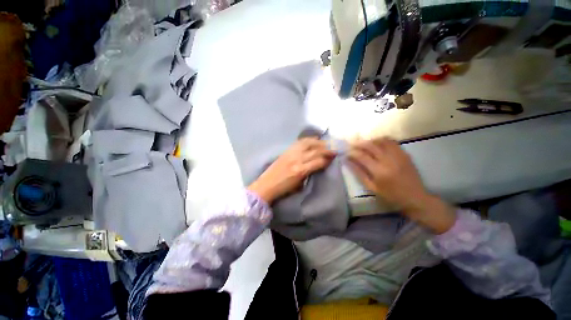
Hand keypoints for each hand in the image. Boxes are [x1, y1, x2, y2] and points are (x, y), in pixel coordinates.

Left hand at [248, 138, 335, 203]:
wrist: (267, 185)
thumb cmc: (284, 189)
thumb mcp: (300, 185)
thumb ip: (310, 173)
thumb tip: (319, 166)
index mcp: (301, 171)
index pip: (319, 161)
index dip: (328, 159)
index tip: (334, 158)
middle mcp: (297, 159)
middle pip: (315, 150)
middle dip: (327, 149)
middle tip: (334, 148)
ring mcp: (291, 153)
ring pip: (308, 143)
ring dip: (319, 142)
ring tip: (325, 143)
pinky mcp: (286, 150)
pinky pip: (299, 142)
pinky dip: (308, 140)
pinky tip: (313, 140)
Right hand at [347, 138, 455, 233]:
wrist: (415, 198)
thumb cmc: (391, 196)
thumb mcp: (371, 187)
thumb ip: (359, 173)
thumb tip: (348, 162)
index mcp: (379, 171)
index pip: (362, 156)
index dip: (352, 152)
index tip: (346, 152)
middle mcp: (388, 160)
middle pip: (371, 146)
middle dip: (359, 143)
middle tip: (352, 144)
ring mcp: (398, 156)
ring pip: (381, 141)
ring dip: (370, 140)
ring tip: (364, 143)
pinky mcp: (405, 154)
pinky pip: (392, 142)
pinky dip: (382, 140)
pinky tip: (377, 143)